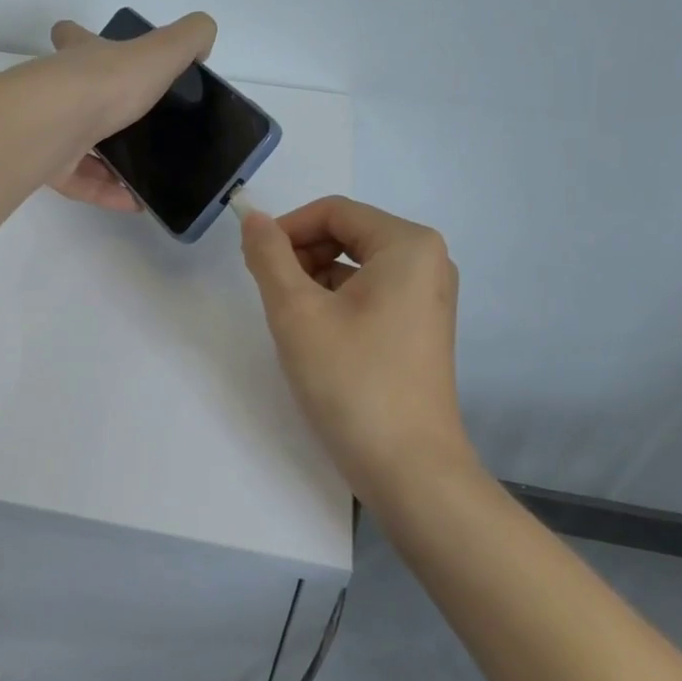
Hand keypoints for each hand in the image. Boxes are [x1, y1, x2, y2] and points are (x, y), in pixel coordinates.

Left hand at [44, 13, 215, 210]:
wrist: (56, 124)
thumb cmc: (107, 83)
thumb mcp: (160, 51)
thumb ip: (188, 39)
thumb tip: (203, 40)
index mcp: (84, 58)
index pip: (75, 37)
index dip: (82, 38)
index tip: (99, 48)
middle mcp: (60, 90)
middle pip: (76, 95)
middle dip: (102, 109)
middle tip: (136, 124)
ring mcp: (51, 129)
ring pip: (80, 145)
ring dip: (110, 161)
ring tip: (145, 174)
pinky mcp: (48, 166)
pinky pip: (81, 182)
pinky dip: (107, 192)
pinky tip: (135, 202)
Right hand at [240, 196, 469, 492]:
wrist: (409, 469)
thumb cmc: (352, 381)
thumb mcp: (297, 312)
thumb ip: (269, 256)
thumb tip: (253, 218)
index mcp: (408, 245)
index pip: (334, 211)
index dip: (287, 229)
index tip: (253, 261)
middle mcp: (428, 262)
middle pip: (347, 235)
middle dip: (301, 256)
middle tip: (271, 295)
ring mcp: (428, 298)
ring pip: (356, 267)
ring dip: (315, 282)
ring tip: (293, 324)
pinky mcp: (421, 328)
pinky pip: (371, 295)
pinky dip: (337, 304)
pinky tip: (318, 341)